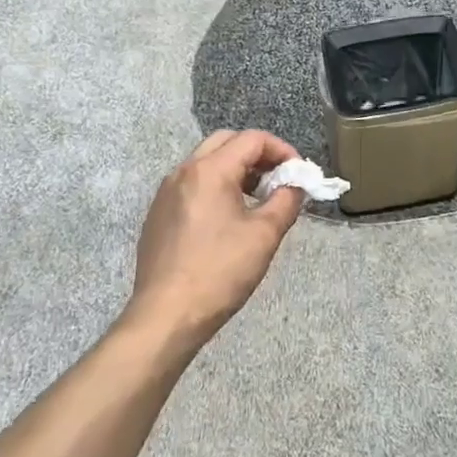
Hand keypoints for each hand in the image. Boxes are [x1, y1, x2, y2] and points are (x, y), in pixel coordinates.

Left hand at [124, 130, 307, 355]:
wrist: (165, 316)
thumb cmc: (219, 272)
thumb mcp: (264, 235)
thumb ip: (286, 201)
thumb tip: (296, 185)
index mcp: (210, 170)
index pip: (252, 139)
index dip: (281, 150)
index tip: (298, 173)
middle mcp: (184, 171)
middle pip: (226, 142)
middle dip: (257, 154)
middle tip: (278, 179)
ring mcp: (166, 193)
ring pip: (206, 162)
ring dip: (235, 170)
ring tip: (257, 199)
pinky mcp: (158, 214)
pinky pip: (191, 184)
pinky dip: (215, 187)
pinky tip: (227, 220)